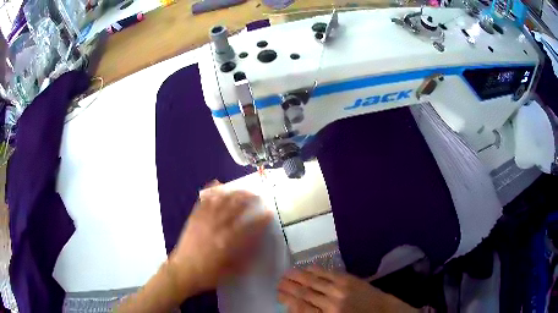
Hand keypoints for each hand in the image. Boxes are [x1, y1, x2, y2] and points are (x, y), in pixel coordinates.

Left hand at [168, 183, 272, 293]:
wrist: (183, 271)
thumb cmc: (209, 274)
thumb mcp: (232, 269)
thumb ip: (245, 255)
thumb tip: (257, 241)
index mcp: (228, 242)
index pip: (249, 227)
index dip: (261, 219)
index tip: (269, 213)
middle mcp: (217, 227)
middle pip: (234, 208)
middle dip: (248, 199)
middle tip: (257, 196)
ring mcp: (204, 220)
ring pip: (220, 200)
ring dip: (233, 192)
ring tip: (242, 189)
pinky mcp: (194, 218)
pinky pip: (203, 201)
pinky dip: (211, 190)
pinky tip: (217, 183)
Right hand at [277, 266, 418, 312]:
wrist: (383, 312)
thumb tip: (295, 307)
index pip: (301, 308)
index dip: (288, 300)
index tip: (278, 295)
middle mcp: (331, 303)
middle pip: (304, 293)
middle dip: (289, 287)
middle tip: (278, 282)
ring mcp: (341, 289)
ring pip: (314, 281)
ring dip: (298, 277)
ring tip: (286, 273)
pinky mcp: (349, 280)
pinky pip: (328, 273)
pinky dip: (316, 270)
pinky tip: (307, 268)